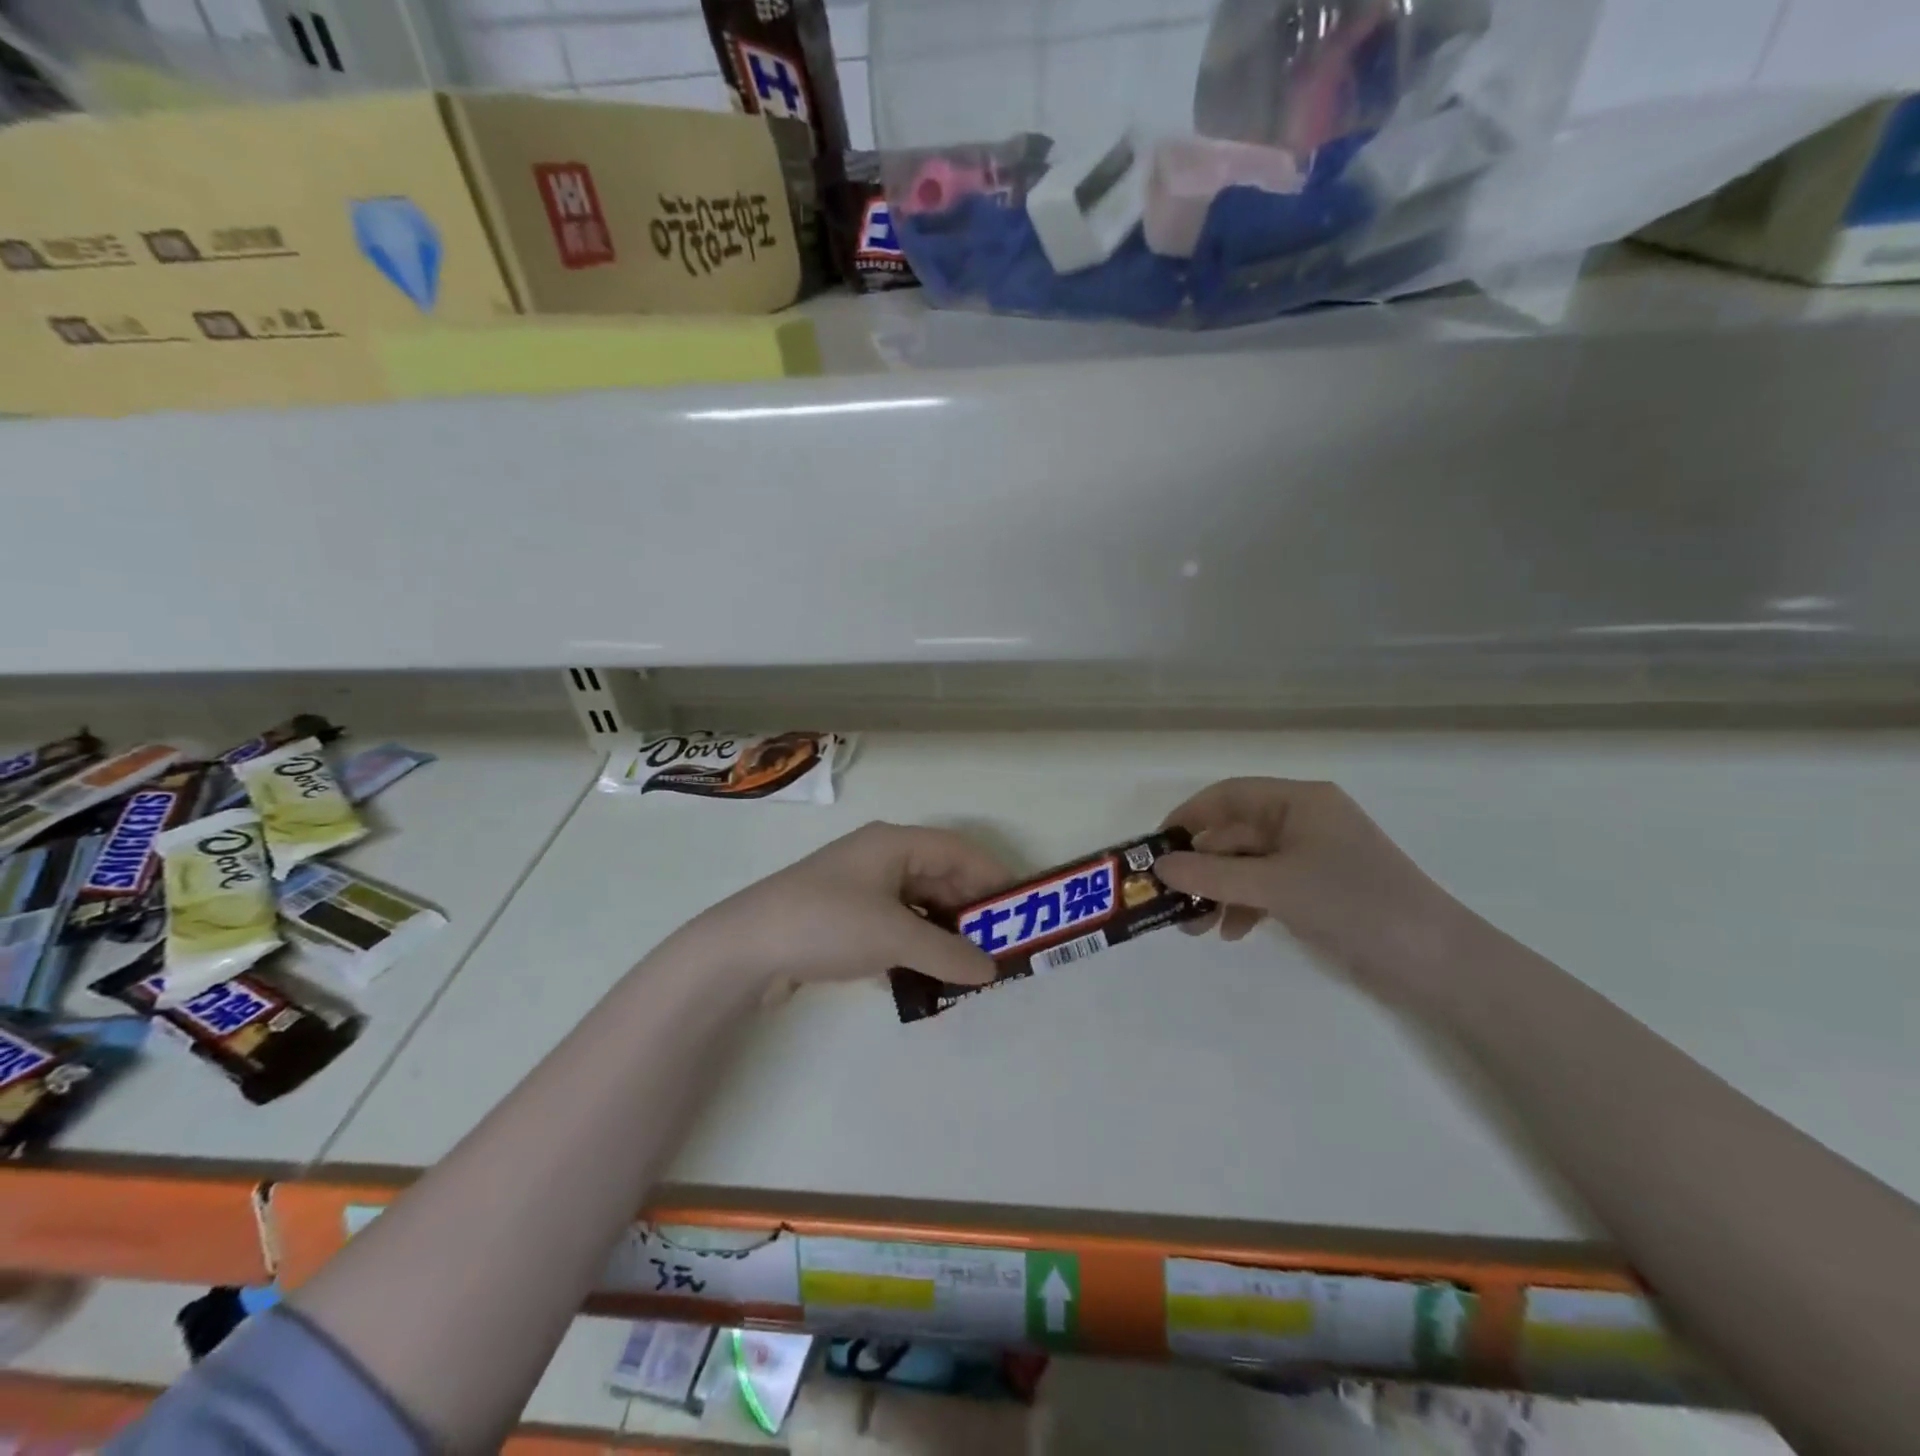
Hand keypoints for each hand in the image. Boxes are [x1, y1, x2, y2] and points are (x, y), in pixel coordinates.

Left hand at [662, 821, 1010, 1001]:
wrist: (745, 947)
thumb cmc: (827, 923)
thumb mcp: (894, 937)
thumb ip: (948, 953)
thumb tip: (992, 969)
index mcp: (895, 844)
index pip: (960, 851)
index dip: (994, 878)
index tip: (1021, 912)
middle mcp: (880, 858)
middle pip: (940, 878)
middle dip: (970, 912)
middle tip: (999, 948)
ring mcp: (860, 888)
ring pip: (918, 905)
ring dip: (943, 933)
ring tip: (969, 967)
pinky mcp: (844, 918)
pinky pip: (895, 926)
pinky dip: (916, 945)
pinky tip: (928, 974)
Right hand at [1155, 778, 1473, 1003]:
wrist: (1436, 961)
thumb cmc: (1352, 903)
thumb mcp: (1274, 886)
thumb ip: (1212, 875)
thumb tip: (1158, 866)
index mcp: (1299, 802)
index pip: (1229, 795)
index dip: (1190, 817)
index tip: (1157, 846)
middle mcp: (1305, 821)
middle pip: (1236, 834)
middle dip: (1203, 867)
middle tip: (1171, 899)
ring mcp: (1314, 856)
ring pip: (1249, 865)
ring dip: (1220, 891)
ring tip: (1196, 927)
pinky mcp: (1321, 889)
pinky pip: (1268, 887)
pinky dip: (1246, 906)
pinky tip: (1232, 933)